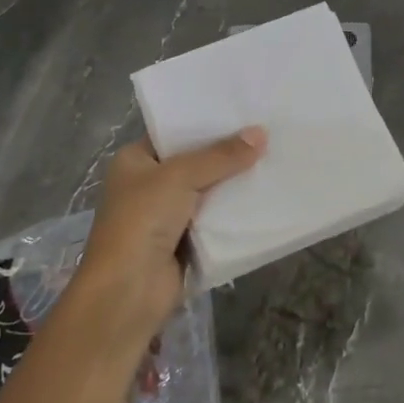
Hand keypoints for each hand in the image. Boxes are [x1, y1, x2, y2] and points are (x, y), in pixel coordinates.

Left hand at [63, 128, 266, 358]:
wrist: (128, 292)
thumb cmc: (142, 221)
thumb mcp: (180, 177)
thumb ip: (221, 156)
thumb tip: (261, 133)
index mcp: (135, 161)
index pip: (174, 133)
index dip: (207, 123)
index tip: (244, 111)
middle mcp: (148, 185)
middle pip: (195, 162)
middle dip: (228, 153)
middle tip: (268, 133)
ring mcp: (167, 216)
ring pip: (209, 191)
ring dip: (235, 183)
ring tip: (276, 159)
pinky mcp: (185, 242)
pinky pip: (216, 219)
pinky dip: (235, 213)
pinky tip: (265, 197)